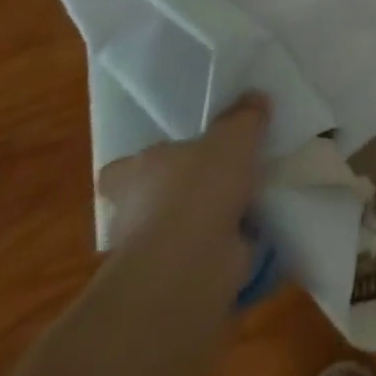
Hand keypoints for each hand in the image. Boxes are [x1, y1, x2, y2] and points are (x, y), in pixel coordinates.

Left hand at [97, 94, 270, 262]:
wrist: (190, 267)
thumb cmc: (197, 190)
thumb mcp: (233, 137)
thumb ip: (244, 117)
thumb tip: (255, 97)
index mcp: (136, 174)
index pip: (119, 171)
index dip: (137, 166)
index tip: (168, 159)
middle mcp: (134, 213)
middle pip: (150, 200)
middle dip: (181, 193)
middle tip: (221, 176)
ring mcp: (154, 251)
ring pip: (179, 229)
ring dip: (206, 221)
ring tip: (248, 201)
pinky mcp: (177, 278)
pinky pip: (205, 254)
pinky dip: (226, 246)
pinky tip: (257, 230)